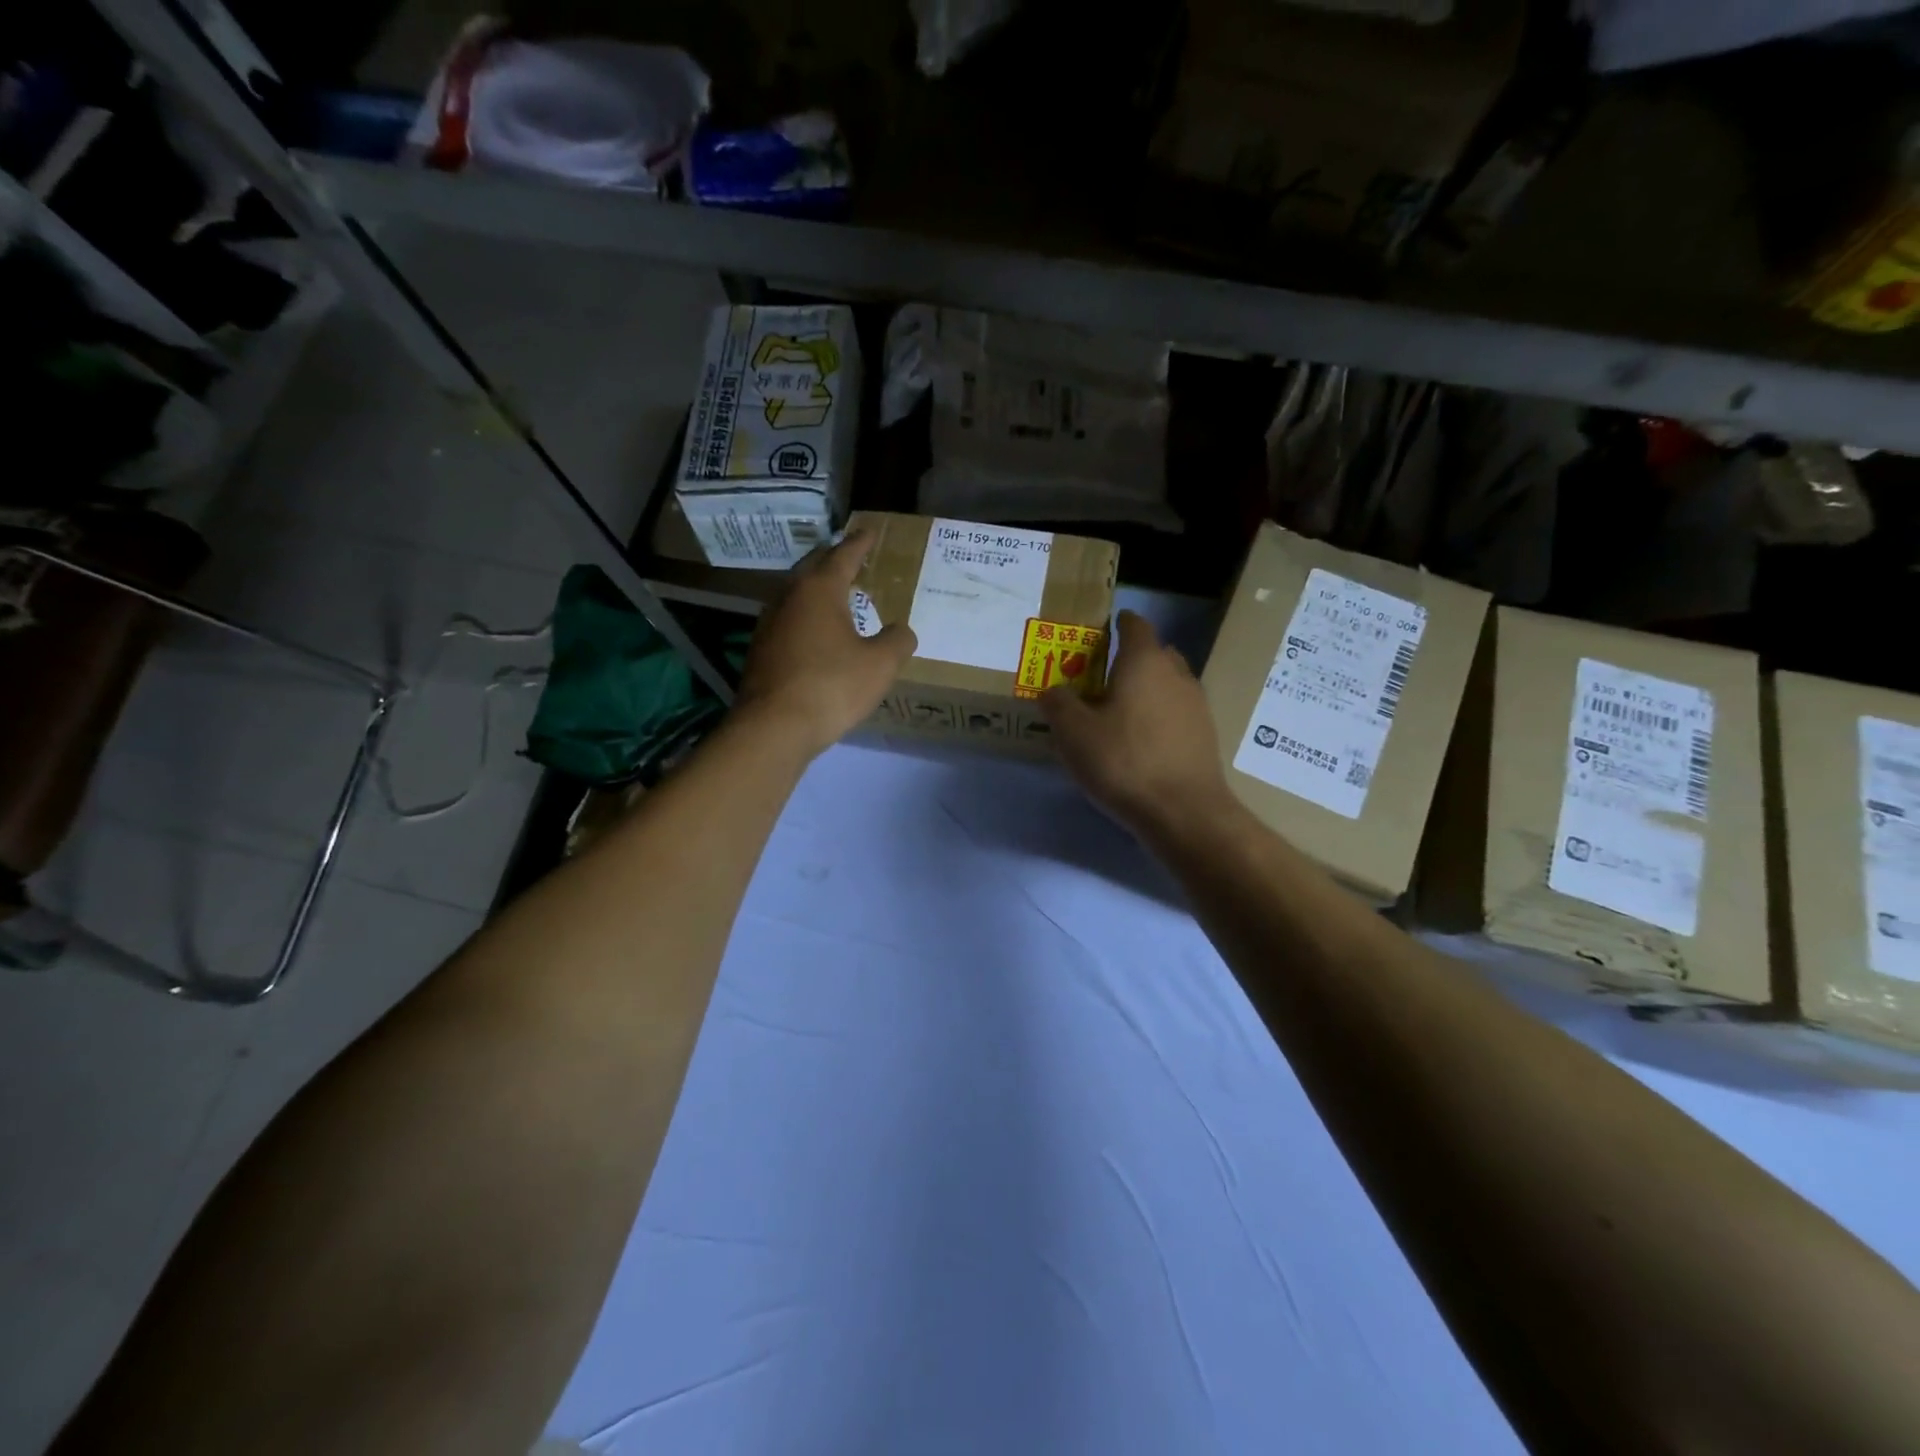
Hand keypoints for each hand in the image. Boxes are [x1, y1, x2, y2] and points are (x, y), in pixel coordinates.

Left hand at [735, 530, 916, 758]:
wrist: (773, 727)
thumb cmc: (832, 687)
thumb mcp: (880, 665)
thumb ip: (897, 641)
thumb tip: (902, 630)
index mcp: (819, 590)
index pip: (843, 555)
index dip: (860, 543)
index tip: (870, 532)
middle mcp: (789, 597)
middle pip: (813, 568)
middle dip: (833, 560)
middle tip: (852, 558)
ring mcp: (769, 624)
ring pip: (796, 594)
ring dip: (816, 590)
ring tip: (836, 594)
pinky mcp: (760, 650)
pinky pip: (788, 621)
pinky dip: (805, 617)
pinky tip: (815, 633)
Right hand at [1041, 611, 1234, 840]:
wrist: (1184, 812)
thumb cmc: (1124, 761)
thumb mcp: (1074, 733)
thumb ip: (1058, 704)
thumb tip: (1052, 689)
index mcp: (1144, 662)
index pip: (1135, 626)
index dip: (1120, 623)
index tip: (1105, 628)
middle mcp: (1176, 674)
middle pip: (1156, 653)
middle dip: (1132, 658)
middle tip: (1103, 676)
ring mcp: (1197, 705)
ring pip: (1169, 683)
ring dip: (1148, 689)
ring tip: (1121, 710)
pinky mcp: (1205, 735)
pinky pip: (1178, 712)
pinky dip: (1160, 715)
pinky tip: (1142, 740)